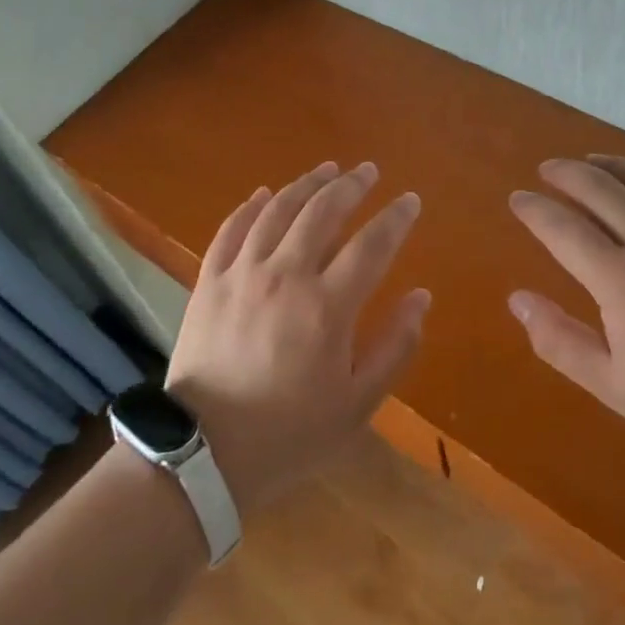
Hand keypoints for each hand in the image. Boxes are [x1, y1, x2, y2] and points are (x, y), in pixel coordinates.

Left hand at [166, 160, 428, 514]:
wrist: (204, 454)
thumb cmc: (289, 433)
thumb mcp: (357, 404)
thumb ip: (395, 347)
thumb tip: (421, 297)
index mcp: (327, 307)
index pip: (372, 244)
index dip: (396, 218)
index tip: (410, 200)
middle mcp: (285, 276)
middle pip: (323, 212)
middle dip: (351, 185)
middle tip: (368, 170)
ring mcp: (242, 274)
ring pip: (278, 210)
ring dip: (306, 184)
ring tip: (326, 169)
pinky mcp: (210, 281)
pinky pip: (231, 229)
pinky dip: (251, 206)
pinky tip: (265, 193)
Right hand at [506, 155, 624, 469]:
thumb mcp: (614, 386)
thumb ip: (560, 341)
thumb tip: (518, 298)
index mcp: (622, 279)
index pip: (563, 228)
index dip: (535, 210)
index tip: (518, 199)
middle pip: (601, 188)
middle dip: (567, 173)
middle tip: (548, 169)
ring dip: (612, 165)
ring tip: (593, 162)